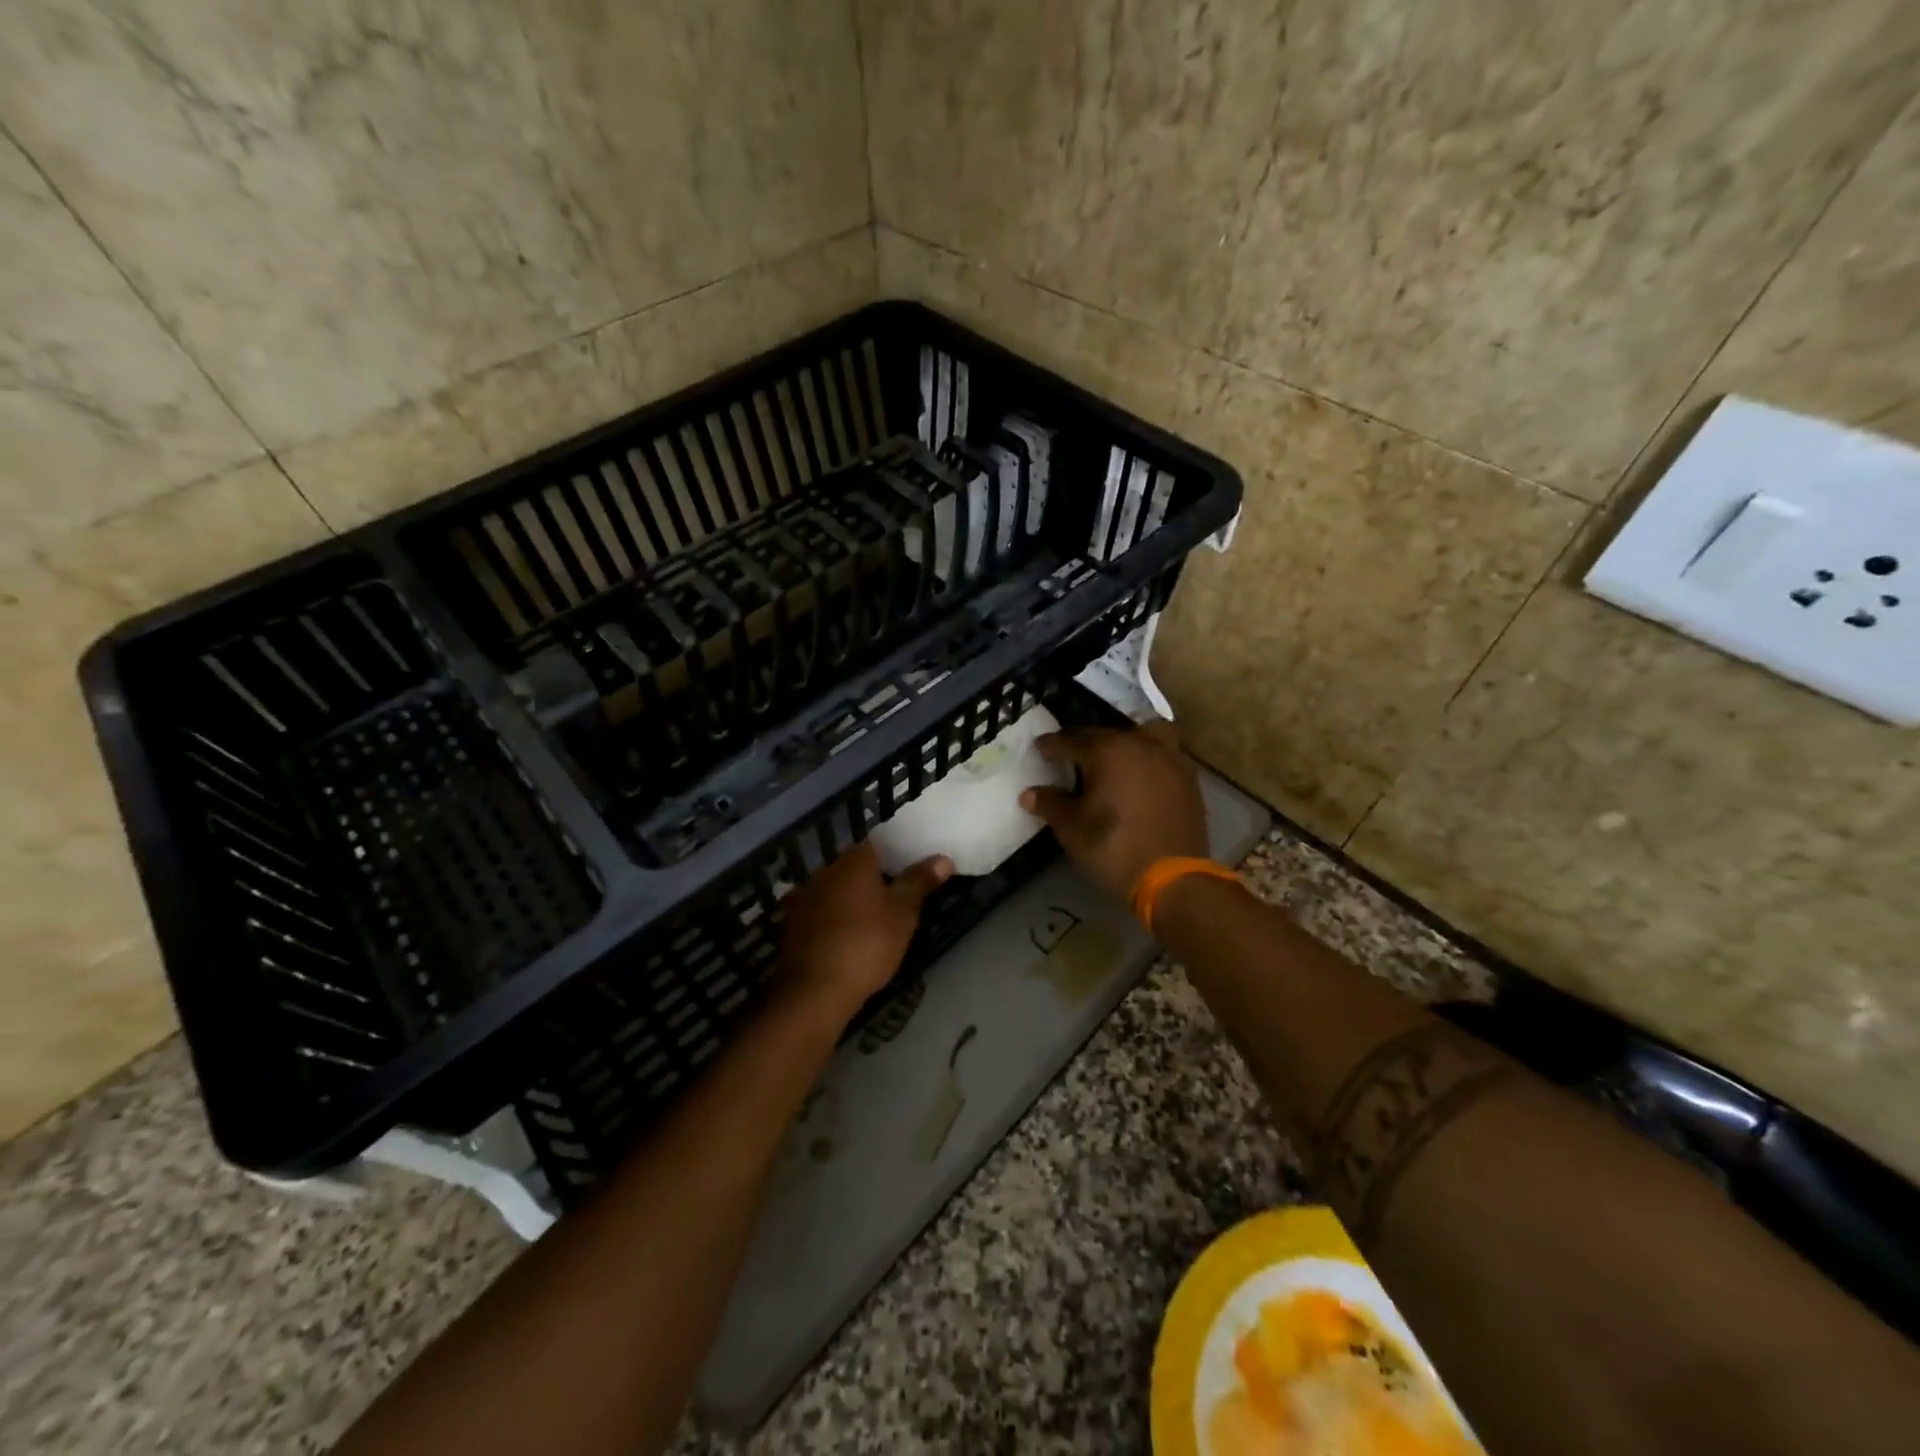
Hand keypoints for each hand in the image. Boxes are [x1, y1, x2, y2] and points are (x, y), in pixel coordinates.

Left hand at [776, 841, 952, 1025]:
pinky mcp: (792, 924)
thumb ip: (920, 882)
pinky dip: (834, 920)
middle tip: (896, 898)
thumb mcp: (903, 914)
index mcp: (853, 861)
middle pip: (854, 868)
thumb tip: (943, 858)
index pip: (877, 846)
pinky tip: (846, 938)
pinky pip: (820, 913)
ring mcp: (804, 897)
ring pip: (835, 890)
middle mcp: (825, 870)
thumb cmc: (867, 944)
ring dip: (851, 901)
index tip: (910, 873)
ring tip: (873, 921)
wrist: (815, 990)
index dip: (895, 856)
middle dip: (872, 880)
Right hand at [1019, 721, 1208, 900]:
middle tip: (1070, 758)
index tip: (1039, 749)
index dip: (1051, 745)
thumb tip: (1030, 793)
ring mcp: (1169, 758)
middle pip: (1105, 734)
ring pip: (1141, 735)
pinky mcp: (1188, 778)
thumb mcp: (1072, 829)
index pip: (1071, 739)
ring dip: (1123, 743)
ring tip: (1111, 760)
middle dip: (1085, 744)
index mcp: (1108, 750)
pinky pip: (1162, 754)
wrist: (1173, 880)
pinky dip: (1146, 758)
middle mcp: (1140, 744)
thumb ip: (1050, 804)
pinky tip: (1137, 777)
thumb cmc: (1114, 849)